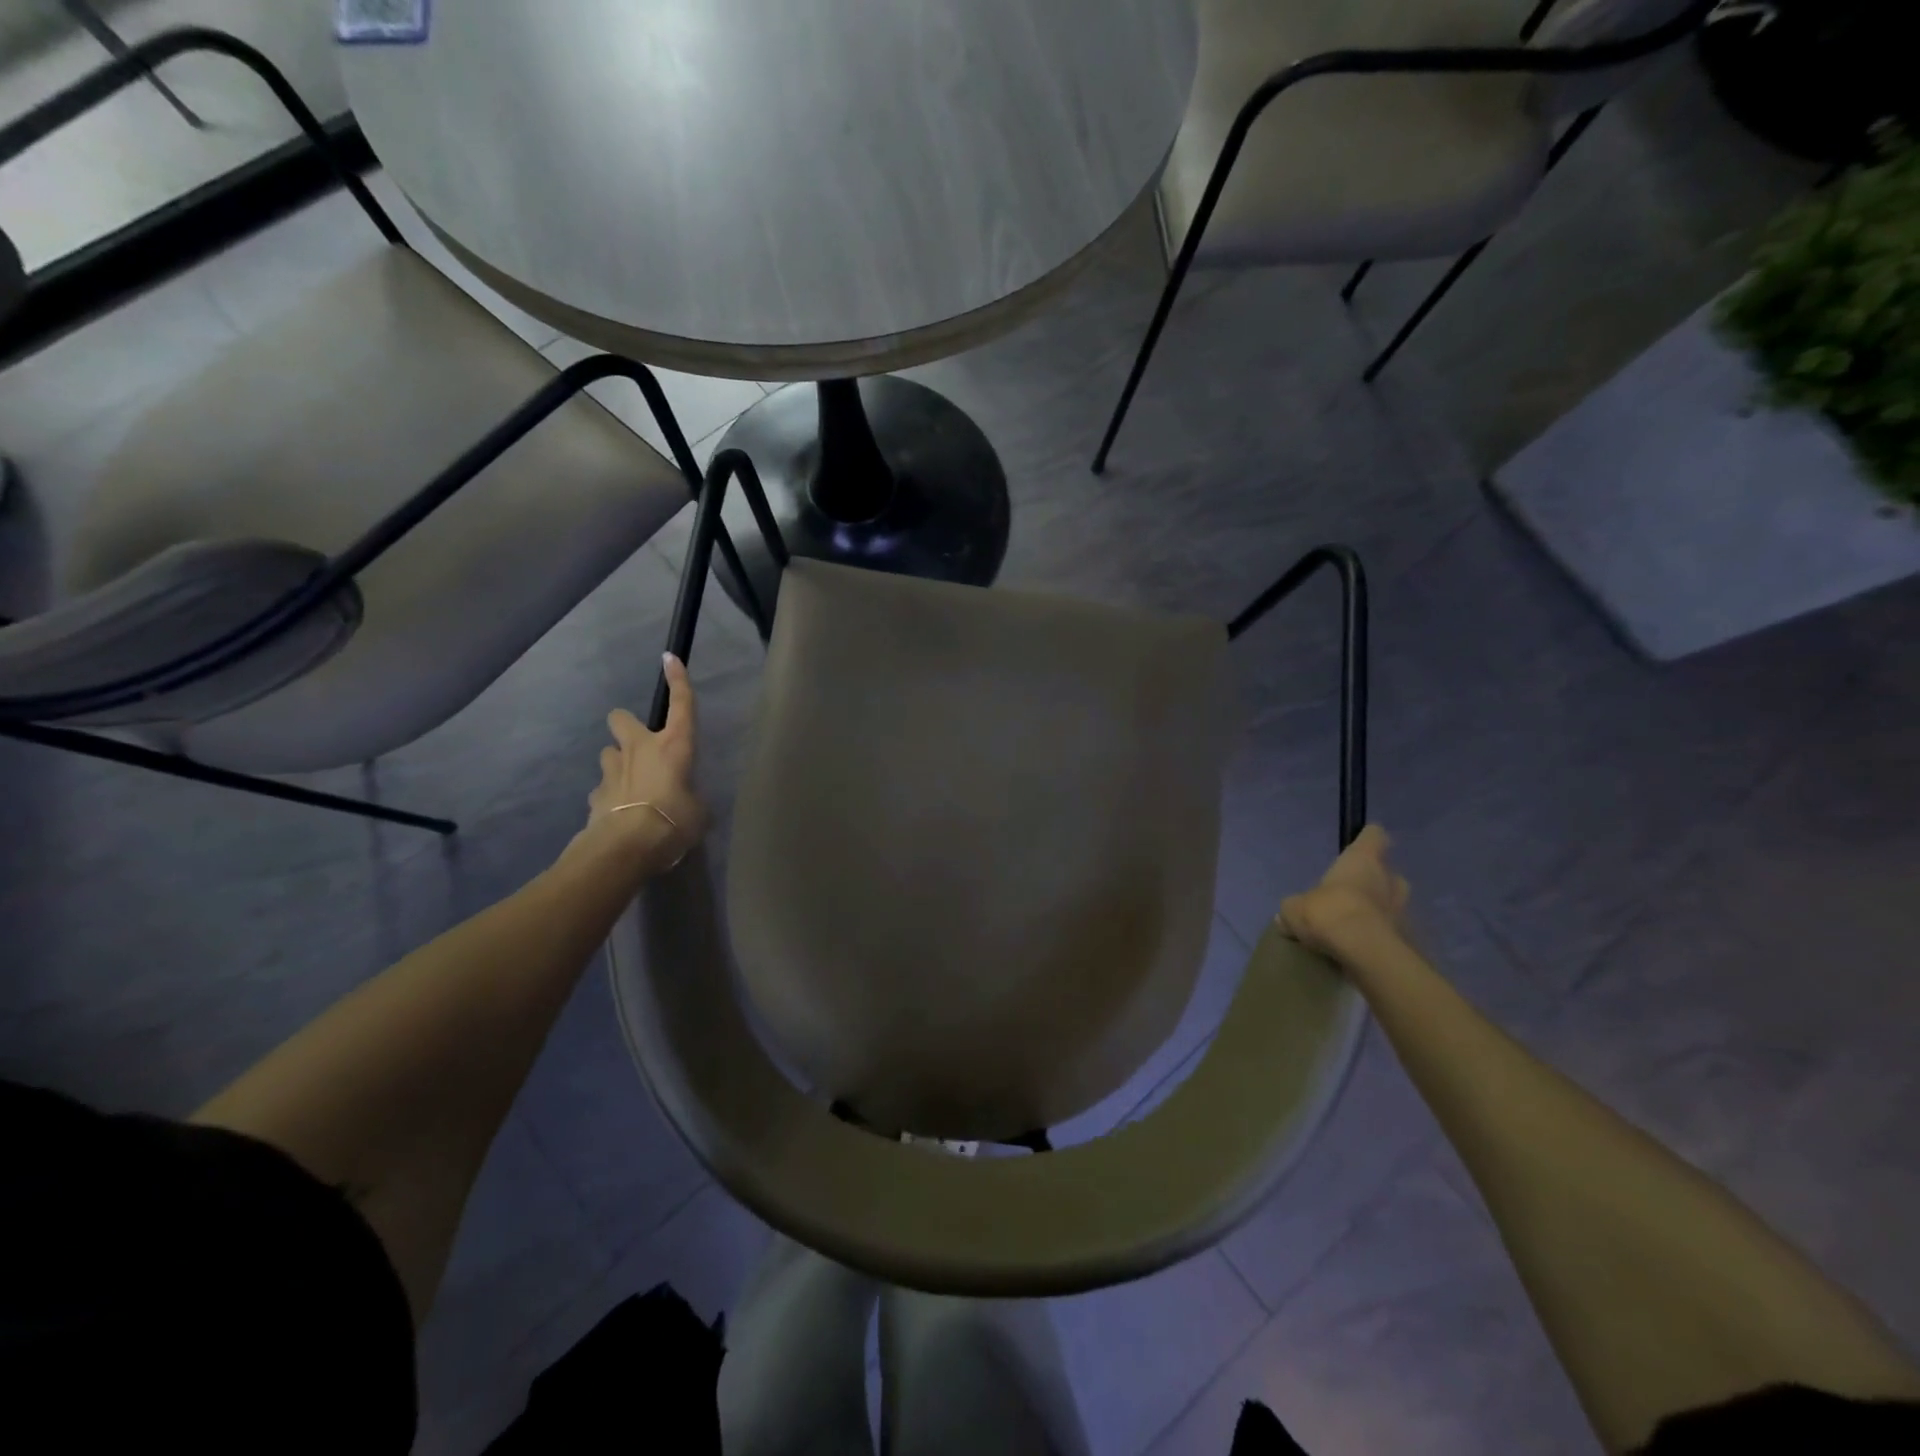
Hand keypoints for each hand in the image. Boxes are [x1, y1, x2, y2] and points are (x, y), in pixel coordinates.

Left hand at [565, 654, 706, 880]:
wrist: (626, 846)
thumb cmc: (673, 820)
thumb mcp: (699, 812)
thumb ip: (692, 800)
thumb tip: (687, 805)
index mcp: (674, 745)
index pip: (681, 704)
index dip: (678, 680)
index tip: (669, 658)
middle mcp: (640, 748)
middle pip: (621, 718)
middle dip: (627, 726)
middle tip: (638, 745)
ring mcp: (612, 770)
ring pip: (609, 753)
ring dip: (618, 764)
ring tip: (630, 786)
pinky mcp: (595, 795)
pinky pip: (603, 789)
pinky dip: (610, 797)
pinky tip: (620, 814)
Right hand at [1278, 825, 1410, 960]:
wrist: (1366, 953)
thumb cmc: (1330, 913)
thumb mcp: (1294, 909)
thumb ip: (1293, 908)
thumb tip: (1286, 916)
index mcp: (1363, 861)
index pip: (1373, 836)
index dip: (1367, 839)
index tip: (1358, 845)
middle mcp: (1389, 879)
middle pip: (1387, 873)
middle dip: (1374, 882)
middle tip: (1352, 894)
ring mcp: (1404, 910)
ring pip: (1393, 904)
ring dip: (1379, 912)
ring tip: (1355, 925)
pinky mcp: (1409, 939)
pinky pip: (1393, 933)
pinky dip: (1380, 937)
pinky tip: (1361, 949)